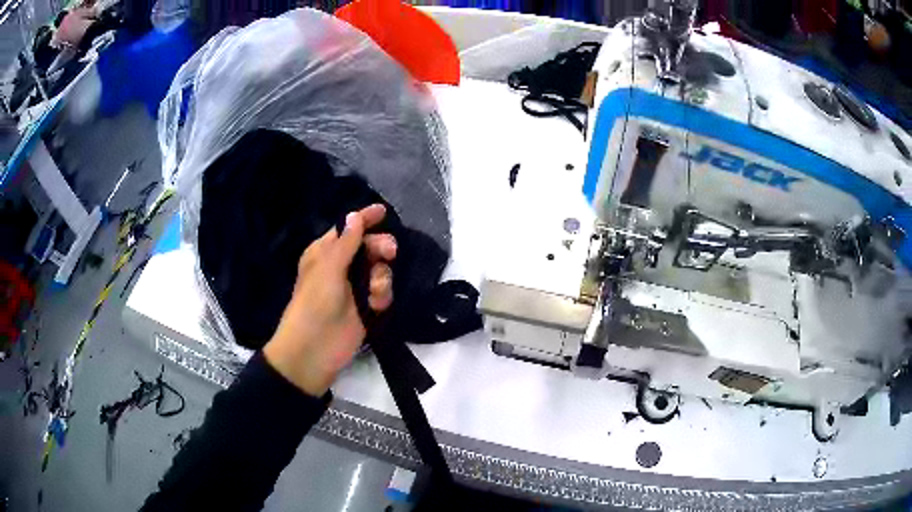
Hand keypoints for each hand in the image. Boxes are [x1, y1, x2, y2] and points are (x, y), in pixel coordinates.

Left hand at [263, 204, 395, 395]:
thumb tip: (355, 215)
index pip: (347, 229)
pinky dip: (382, 296)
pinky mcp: (367, 307)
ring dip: (382, 277)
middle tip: (391, 251)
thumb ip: (346, 242)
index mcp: (325, 252)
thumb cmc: (315, 302)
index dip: (364, 219)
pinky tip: (376, 305)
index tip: (384, 211)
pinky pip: (383, 291)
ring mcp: (355, 287)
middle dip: (380, 248)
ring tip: (375, 292)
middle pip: (369, 247)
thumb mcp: (328, 268)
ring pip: (380, 270)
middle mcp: (341, 266)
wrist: (315, 348)